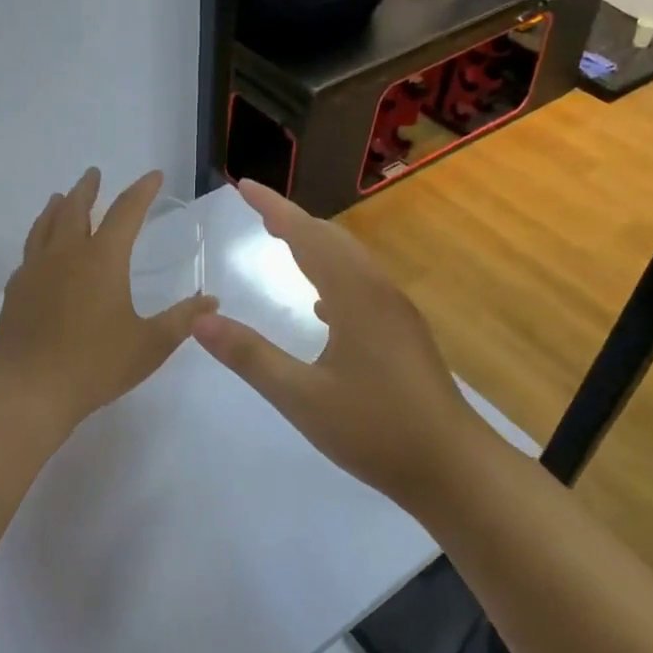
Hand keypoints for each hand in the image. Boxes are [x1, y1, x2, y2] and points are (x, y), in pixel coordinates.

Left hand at [0, 168, 216, 433]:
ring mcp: (35, 270)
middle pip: (76, 208)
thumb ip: (183, 319)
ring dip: (58, 207)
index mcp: (102, 259)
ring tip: (61, 197)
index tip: (154, 176)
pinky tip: (40, 250)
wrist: (29, 389)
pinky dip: (39, 238)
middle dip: (89, 188)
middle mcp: (66, 254)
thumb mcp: (150, 344)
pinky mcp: (15, 290)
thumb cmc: (96, 364)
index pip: (127, 211)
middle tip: (94, 174)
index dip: (142, 190)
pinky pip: (29, 252)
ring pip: (45, 225)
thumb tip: (212, 301)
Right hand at [192, 180, 476, 507]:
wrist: (452, 467)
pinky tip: (321, 306)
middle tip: (257, 210)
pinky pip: (362, 286)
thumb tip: (199, 319)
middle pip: (332, 240)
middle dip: (293, 220)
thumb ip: (250, 356)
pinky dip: (334, 277)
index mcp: (353, 296)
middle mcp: (378, 292)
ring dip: (315, 246)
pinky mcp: (404, 334)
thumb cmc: (375, 430)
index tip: (243, 185)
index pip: (306, 236)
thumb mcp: (301, 398)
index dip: (273, 208)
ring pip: (351, 262)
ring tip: (283, 242)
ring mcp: (396, 313)